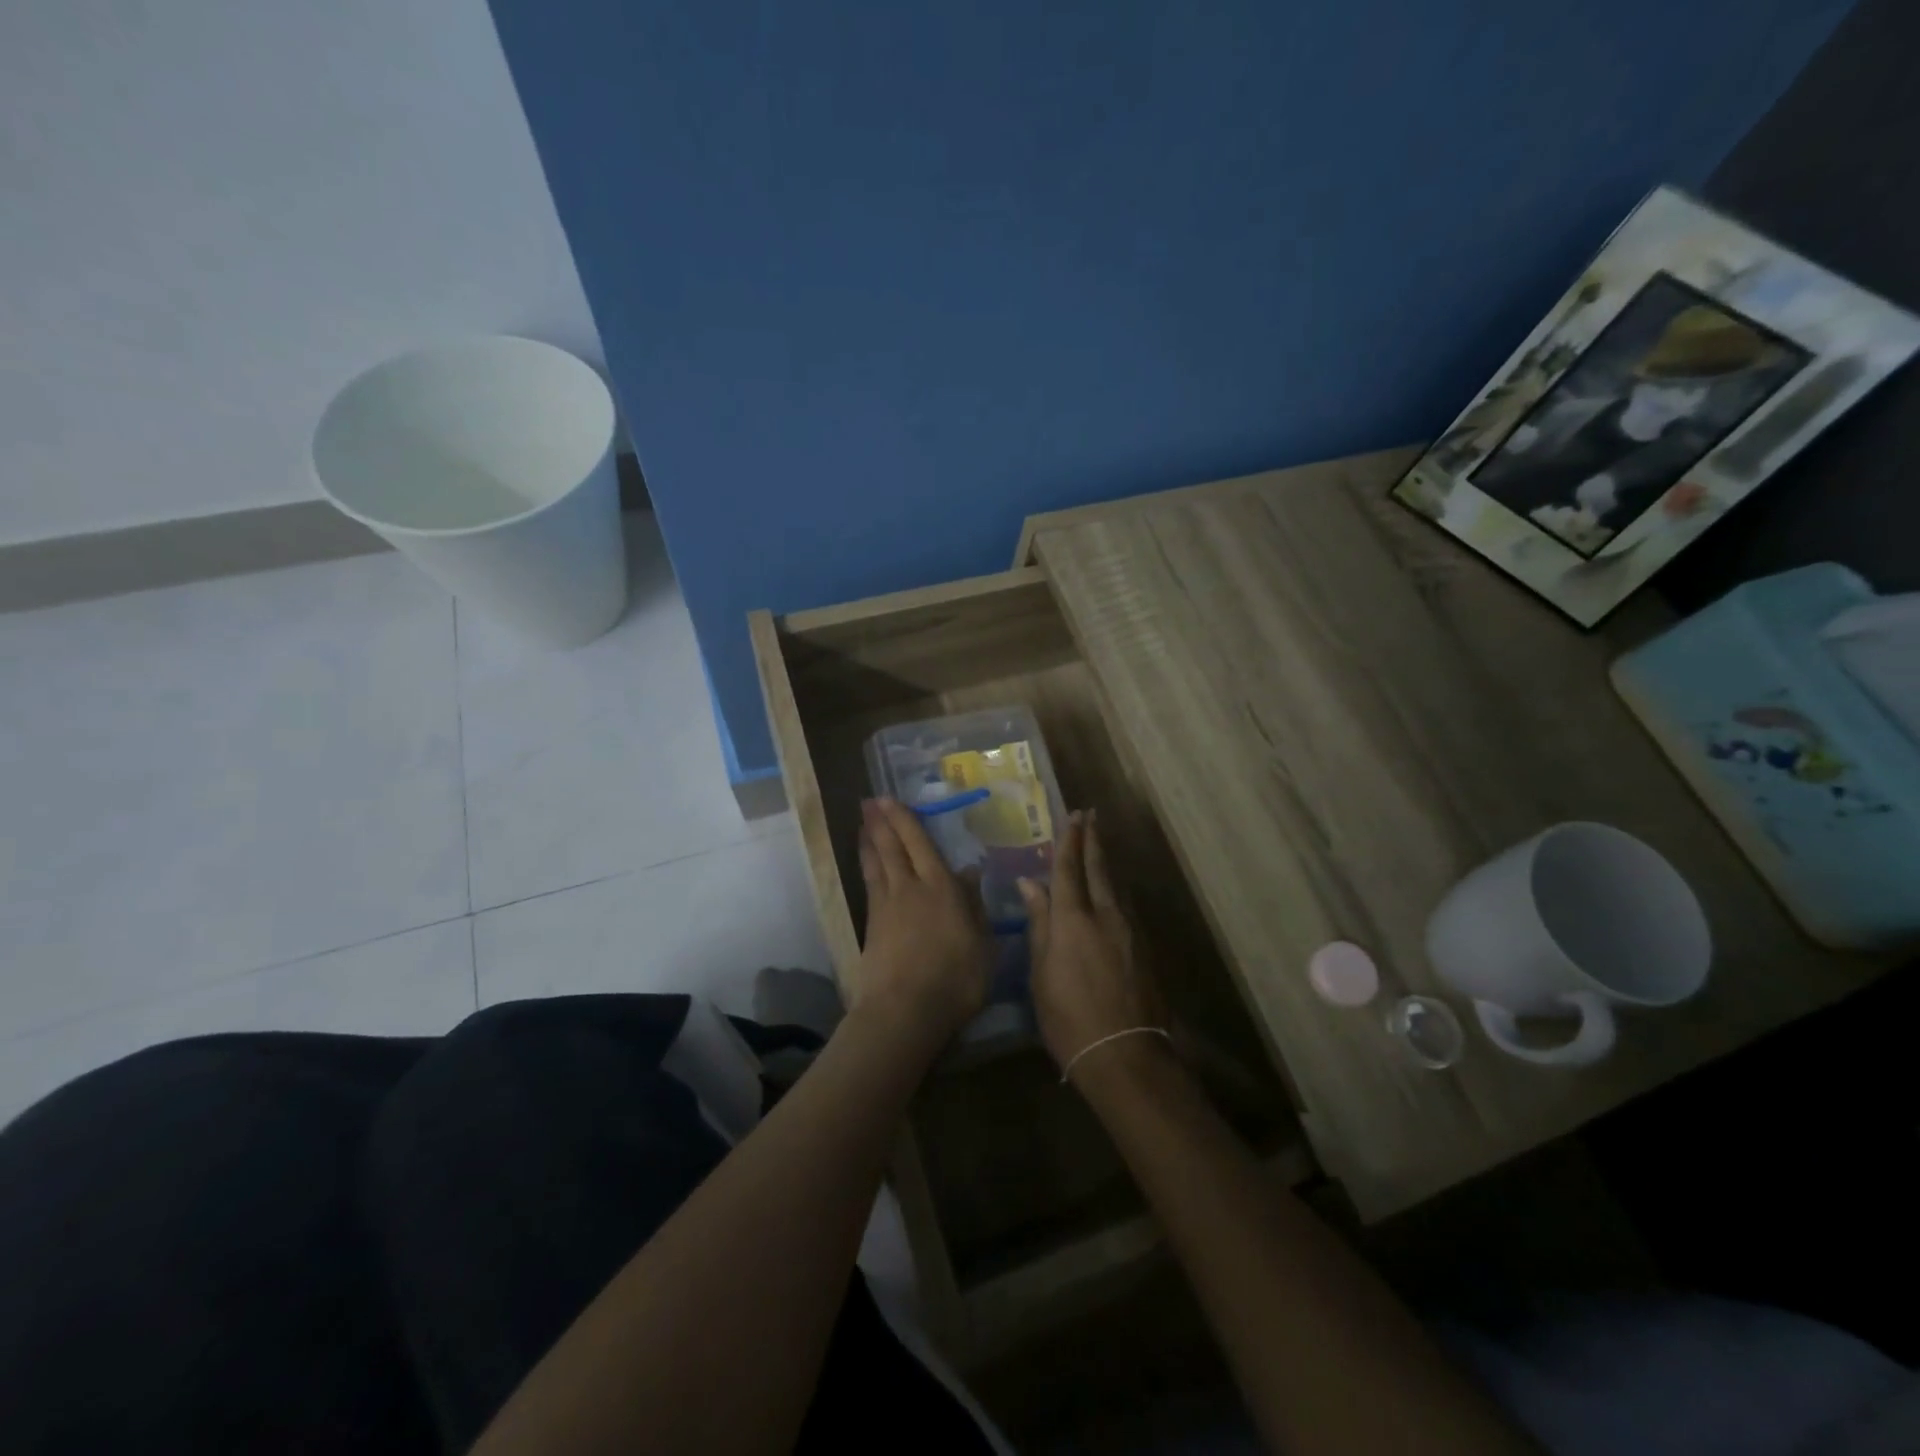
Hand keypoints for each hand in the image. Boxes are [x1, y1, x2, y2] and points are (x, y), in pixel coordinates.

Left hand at [854, 798, 991, 1044]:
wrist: (905, 1011)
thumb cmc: (956, 979)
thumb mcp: (983, 944)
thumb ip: (975, 905)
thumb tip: (970, 872)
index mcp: (941, 888)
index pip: (919, 844)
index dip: (904, 820)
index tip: (889, 800)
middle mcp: (910, 888)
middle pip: (892, 848)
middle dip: (880, 823)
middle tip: (868, 802)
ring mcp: (886, 907)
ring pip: (876, 864)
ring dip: (869, 841)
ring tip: (862, 824)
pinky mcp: (872, 927)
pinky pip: (870, 885)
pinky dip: (867, 868)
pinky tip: (868, 866)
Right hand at [1020, 810, 1165, 1079]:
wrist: (1125, 1055)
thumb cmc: (1068, 1018)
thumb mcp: (1040, 974)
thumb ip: (1039, 924)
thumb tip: (1030, 884)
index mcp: (1073, 919)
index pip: (1069, 869)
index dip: (1069, 840)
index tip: (1072, 815)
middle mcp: (1105, 915)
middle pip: (1099, 868)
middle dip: (1093, 839)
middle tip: (1091, 815)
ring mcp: (1130, 930)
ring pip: (1116, 885)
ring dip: (1106, 862)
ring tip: (1100, 845)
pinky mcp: (1145, 948)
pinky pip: (1127, 906)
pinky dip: (1116, 889)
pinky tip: (1112, 891)